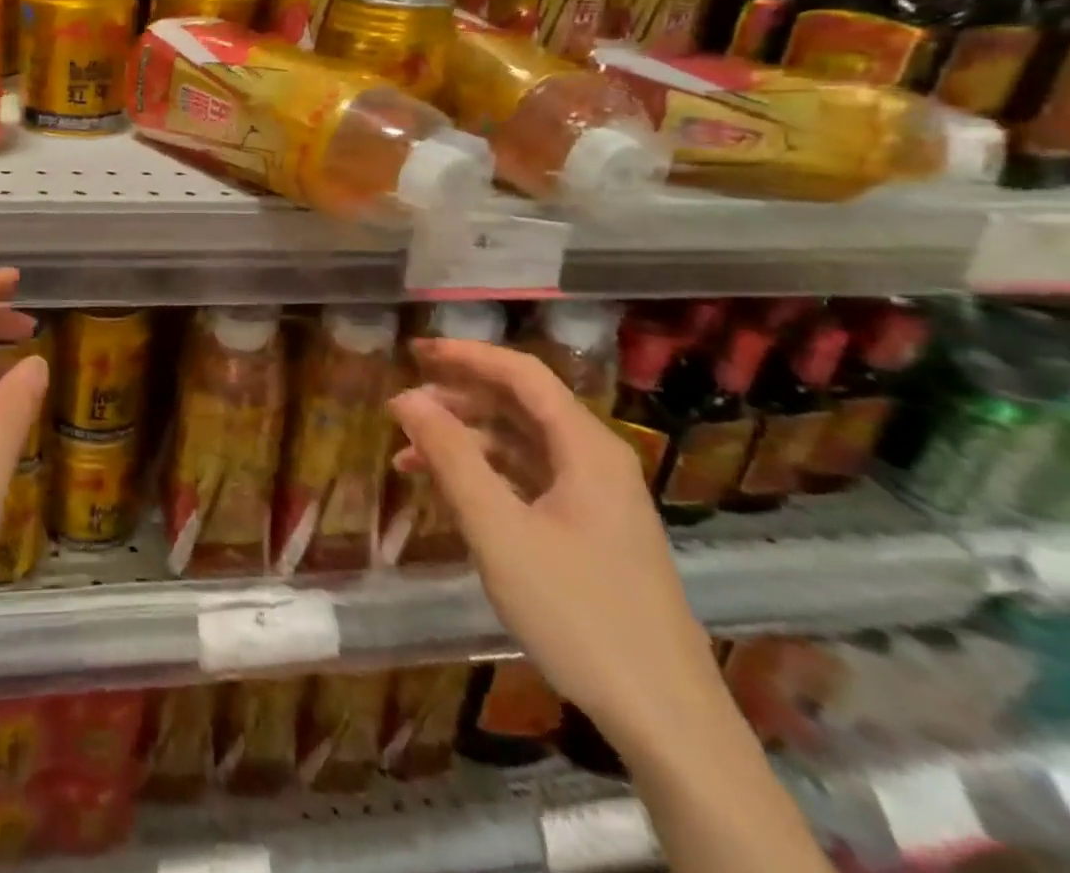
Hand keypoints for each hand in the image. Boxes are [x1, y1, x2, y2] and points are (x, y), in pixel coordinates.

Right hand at [388, 339, 723, 748]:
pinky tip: (450, 492)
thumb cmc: (577, 613)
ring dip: (466, 440)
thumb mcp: (498, 530)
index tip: (414, 350)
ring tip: (410, 453)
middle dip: (459, 397)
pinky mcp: (592, 530)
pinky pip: (531, 479)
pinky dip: (487, 475)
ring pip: (522, 444)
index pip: (521, 373)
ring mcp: (597, 497)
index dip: (465, 355)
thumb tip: (406, 397)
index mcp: (586, 447)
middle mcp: (596, 460)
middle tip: (404, 404)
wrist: (666, 719)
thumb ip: (449, 456)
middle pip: (521, 405)